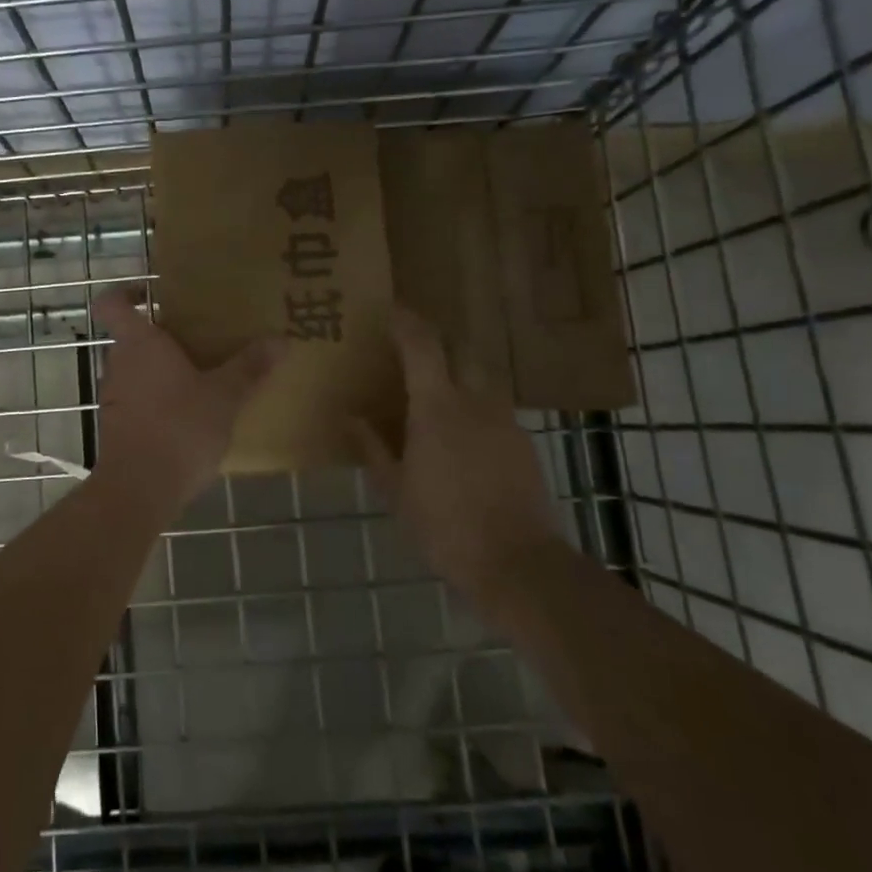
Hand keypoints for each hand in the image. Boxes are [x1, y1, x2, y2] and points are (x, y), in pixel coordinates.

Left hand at [91, 287, 282, 514]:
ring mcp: (114, 397)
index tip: (152, 293)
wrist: (138, 490)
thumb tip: (282, 339)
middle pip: (132, 337)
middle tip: (201, 338)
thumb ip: (250, 367)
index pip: (112, 302)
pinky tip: (190, 416)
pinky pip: (138, 399)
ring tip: (203, 377)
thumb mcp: (224, 396)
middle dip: (163, 336)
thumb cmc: (178, 428)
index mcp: (139, 343)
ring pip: (136, 370)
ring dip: (163, 370)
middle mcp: (118, 363)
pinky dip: (159, 400)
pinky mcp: (117, 426)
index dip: (126, 291)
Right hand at [350, 304, 560, 597]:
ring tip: (434, 388)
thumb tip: (349, 417)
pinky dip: (473, 401)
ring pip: (480, 376)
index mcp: (437, 408)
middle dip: (436, 340)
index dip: (405, 321)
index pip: (422, 345)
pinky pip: (493, 405)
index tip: (389, 308)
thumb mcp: (396, 489)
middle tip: (411, 348)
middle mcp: (475, 402)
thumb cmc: (444, 526)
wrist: (517, 563)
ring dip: (457, 369)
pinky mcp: (522, 442)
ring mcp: (504, 420)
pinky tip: (460, 431)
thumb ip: (372, 447)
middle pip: (460, 349)